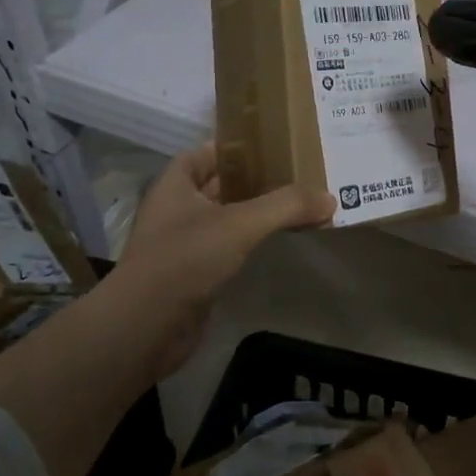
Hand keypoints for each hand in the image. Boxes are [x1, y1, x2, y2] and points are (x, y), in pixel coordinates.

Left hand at [110, 143, 333, 378]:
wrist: (145, 327)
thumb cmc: (185, 259)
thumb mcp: (240, 224)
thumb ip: (286, 206)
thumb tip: (329, 198)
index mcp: (176, 185)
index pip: (205, 153)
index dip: (235, 148)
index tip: (272, 147)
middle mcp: (176, 209)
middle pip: (219, 186)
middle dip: (254, 181)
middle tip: (297, 175)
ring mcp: (182, 244)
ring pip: (225, 219)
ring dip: (255, 214)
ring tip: (296, 206)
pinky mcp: (192, 275)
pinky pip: (227, 249)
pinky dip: (250, 243)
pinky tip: (277, 242)